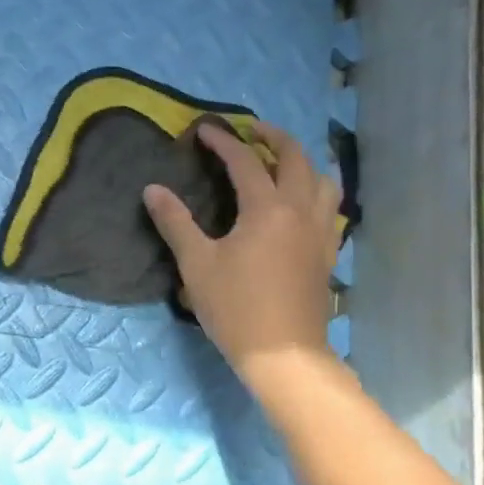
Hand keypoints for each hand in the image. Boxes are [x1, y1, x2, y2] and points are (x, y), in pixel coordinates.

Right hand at [143, 121, 340, 383]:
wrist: (284, 355)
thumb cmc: (236, 307)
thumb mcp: (196, 263)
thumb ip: (175, 222)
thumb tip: (152, 189)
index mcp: (267, 208)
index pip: (245, 161)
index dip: (223, 141)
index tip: (204, 129)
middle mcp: (300, 210)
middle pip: (295, 158)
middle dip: (273, 137)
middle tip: (251, 131)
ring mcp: (320, 232)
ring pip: (323, 180)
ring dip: (303, 161)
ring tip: (283, 161)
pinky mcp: (327, 253)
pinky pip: (330, 208)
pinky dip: (317, 191)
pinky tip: (303, 203)